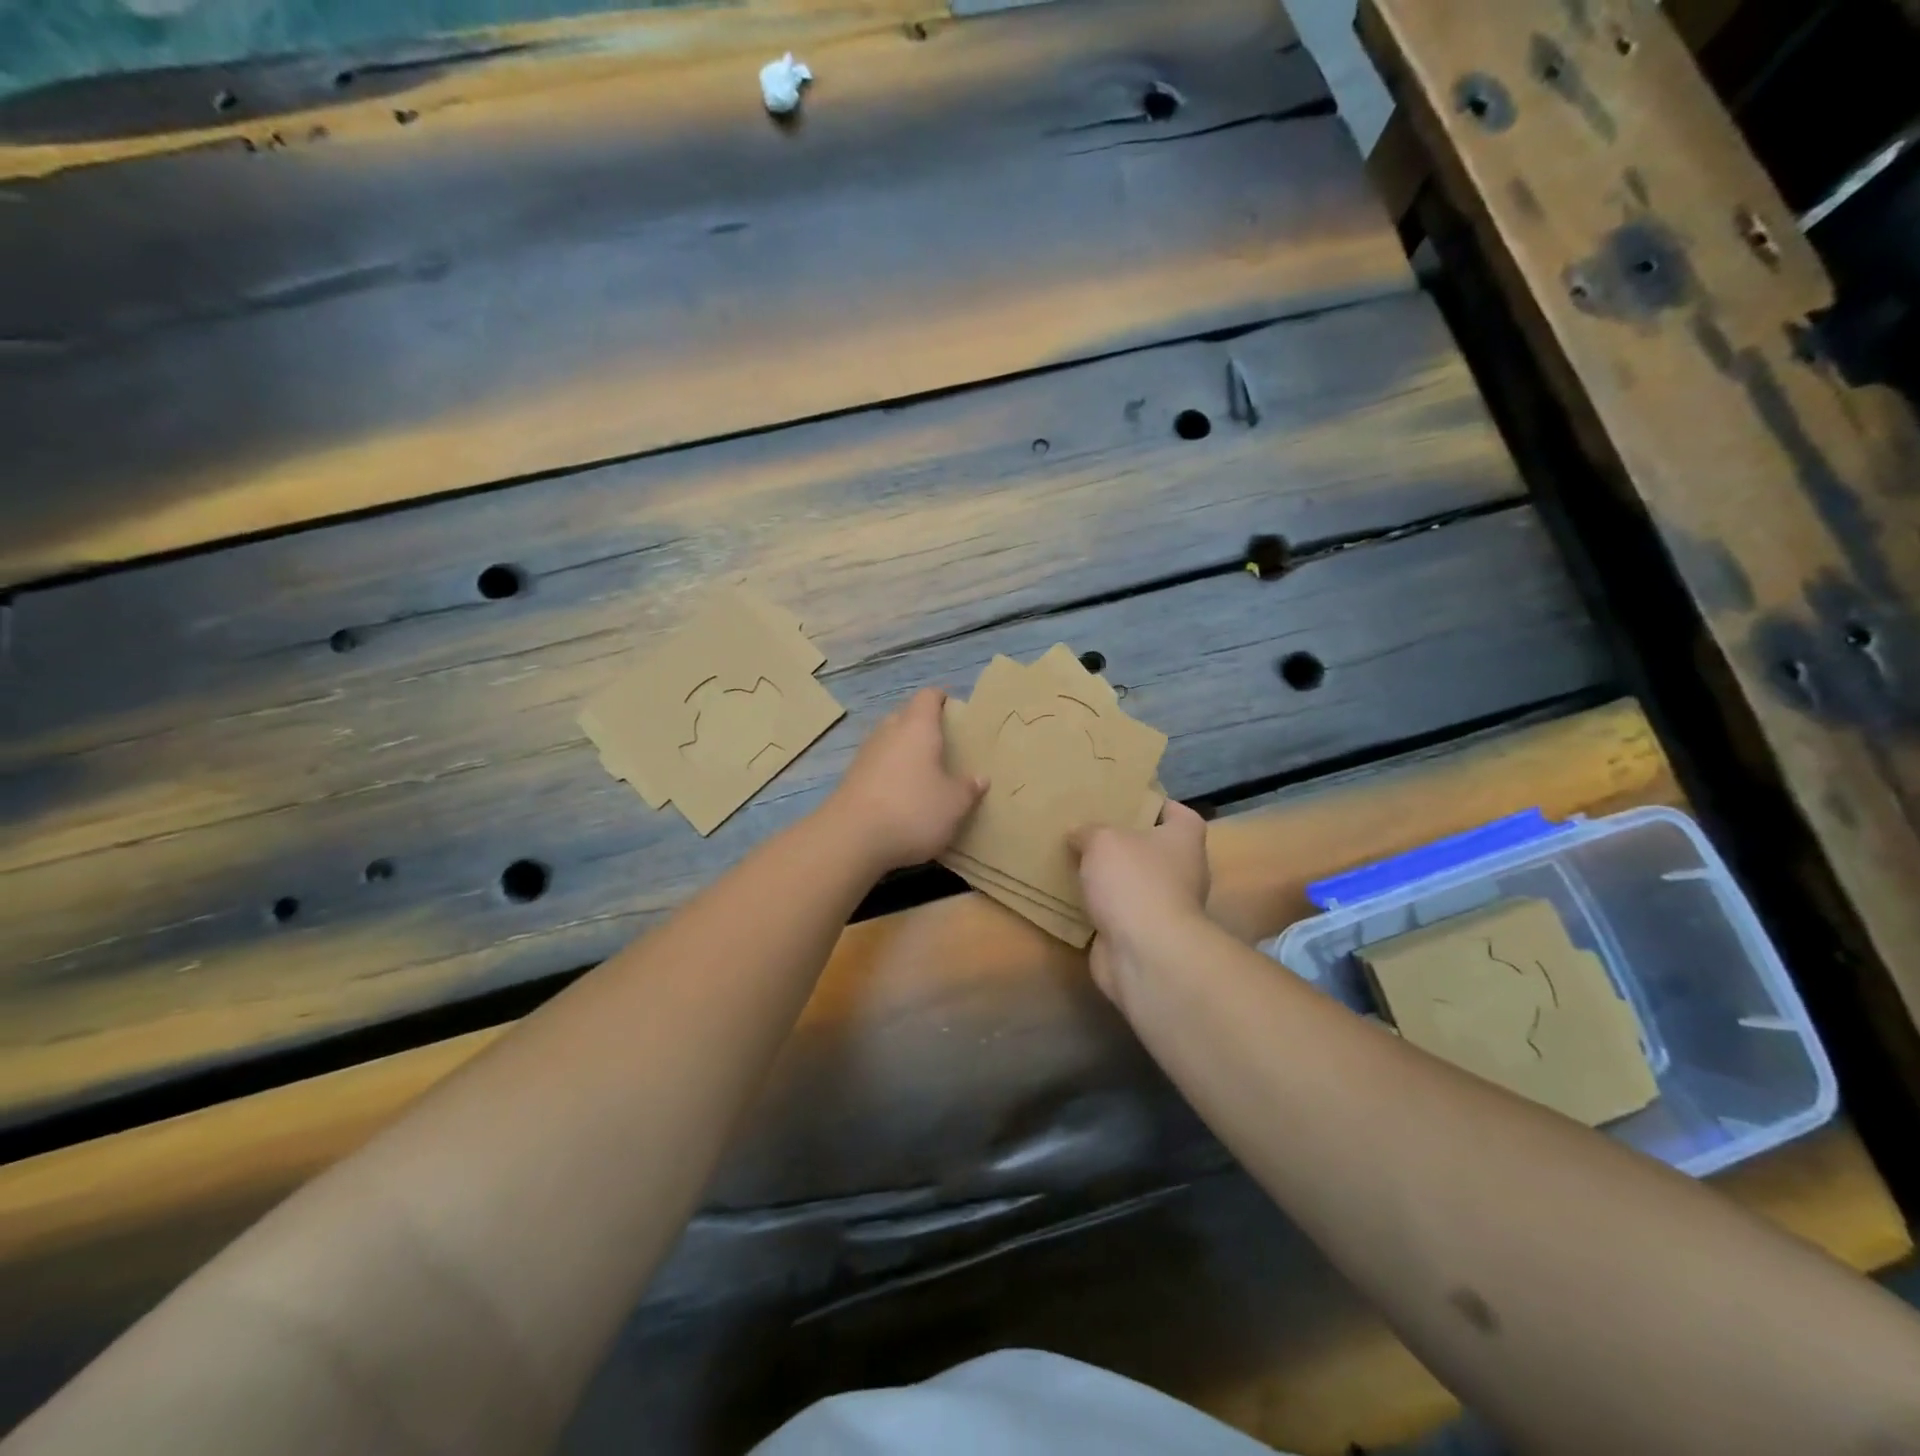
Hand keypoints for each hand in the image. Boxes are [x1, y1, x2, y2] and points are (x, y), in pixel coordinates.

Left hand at [825, 687, 985, 872]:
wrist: (850, 839)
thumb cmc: (912, 811)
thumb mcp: (953, 805)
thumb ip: (968, 789)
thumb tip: (980, 778)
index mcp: (917, 728)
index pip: (928, 697)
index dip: (942, 699)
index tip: (956, 712)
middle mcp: (888, 732)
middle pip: (905, 716)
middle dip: (922, 726)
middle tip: (944, 746)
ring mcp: (865, 755)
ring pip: (888, 741)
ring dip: (904, 751)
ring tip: (924, 772)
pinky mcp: (850, 779)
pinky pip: (876, 765)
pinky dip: (889, 773)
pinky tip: (900, 795)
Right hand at [1070, 800, 1210, 1004]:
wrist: (1145, 953)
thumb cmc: (1135, 882)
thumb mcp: (1103, 840)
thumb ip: (1089, 831)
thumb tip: (1078, 833)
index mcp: (1184, 840)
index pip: (1179, 814)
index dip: (1156, 804)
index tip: (1125, 800)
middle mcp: (1183, 871)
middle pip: (1153, 848)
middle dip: (1124, 841)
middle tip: (1089, 828)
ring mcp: (1164, 906)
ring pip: (1133, 882)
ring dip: (1110, 877)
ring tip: (1075, 860)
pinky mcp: (1143, 934)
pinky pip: (1118, 912)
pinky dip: (1099, 907)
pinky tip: (1072, 896)